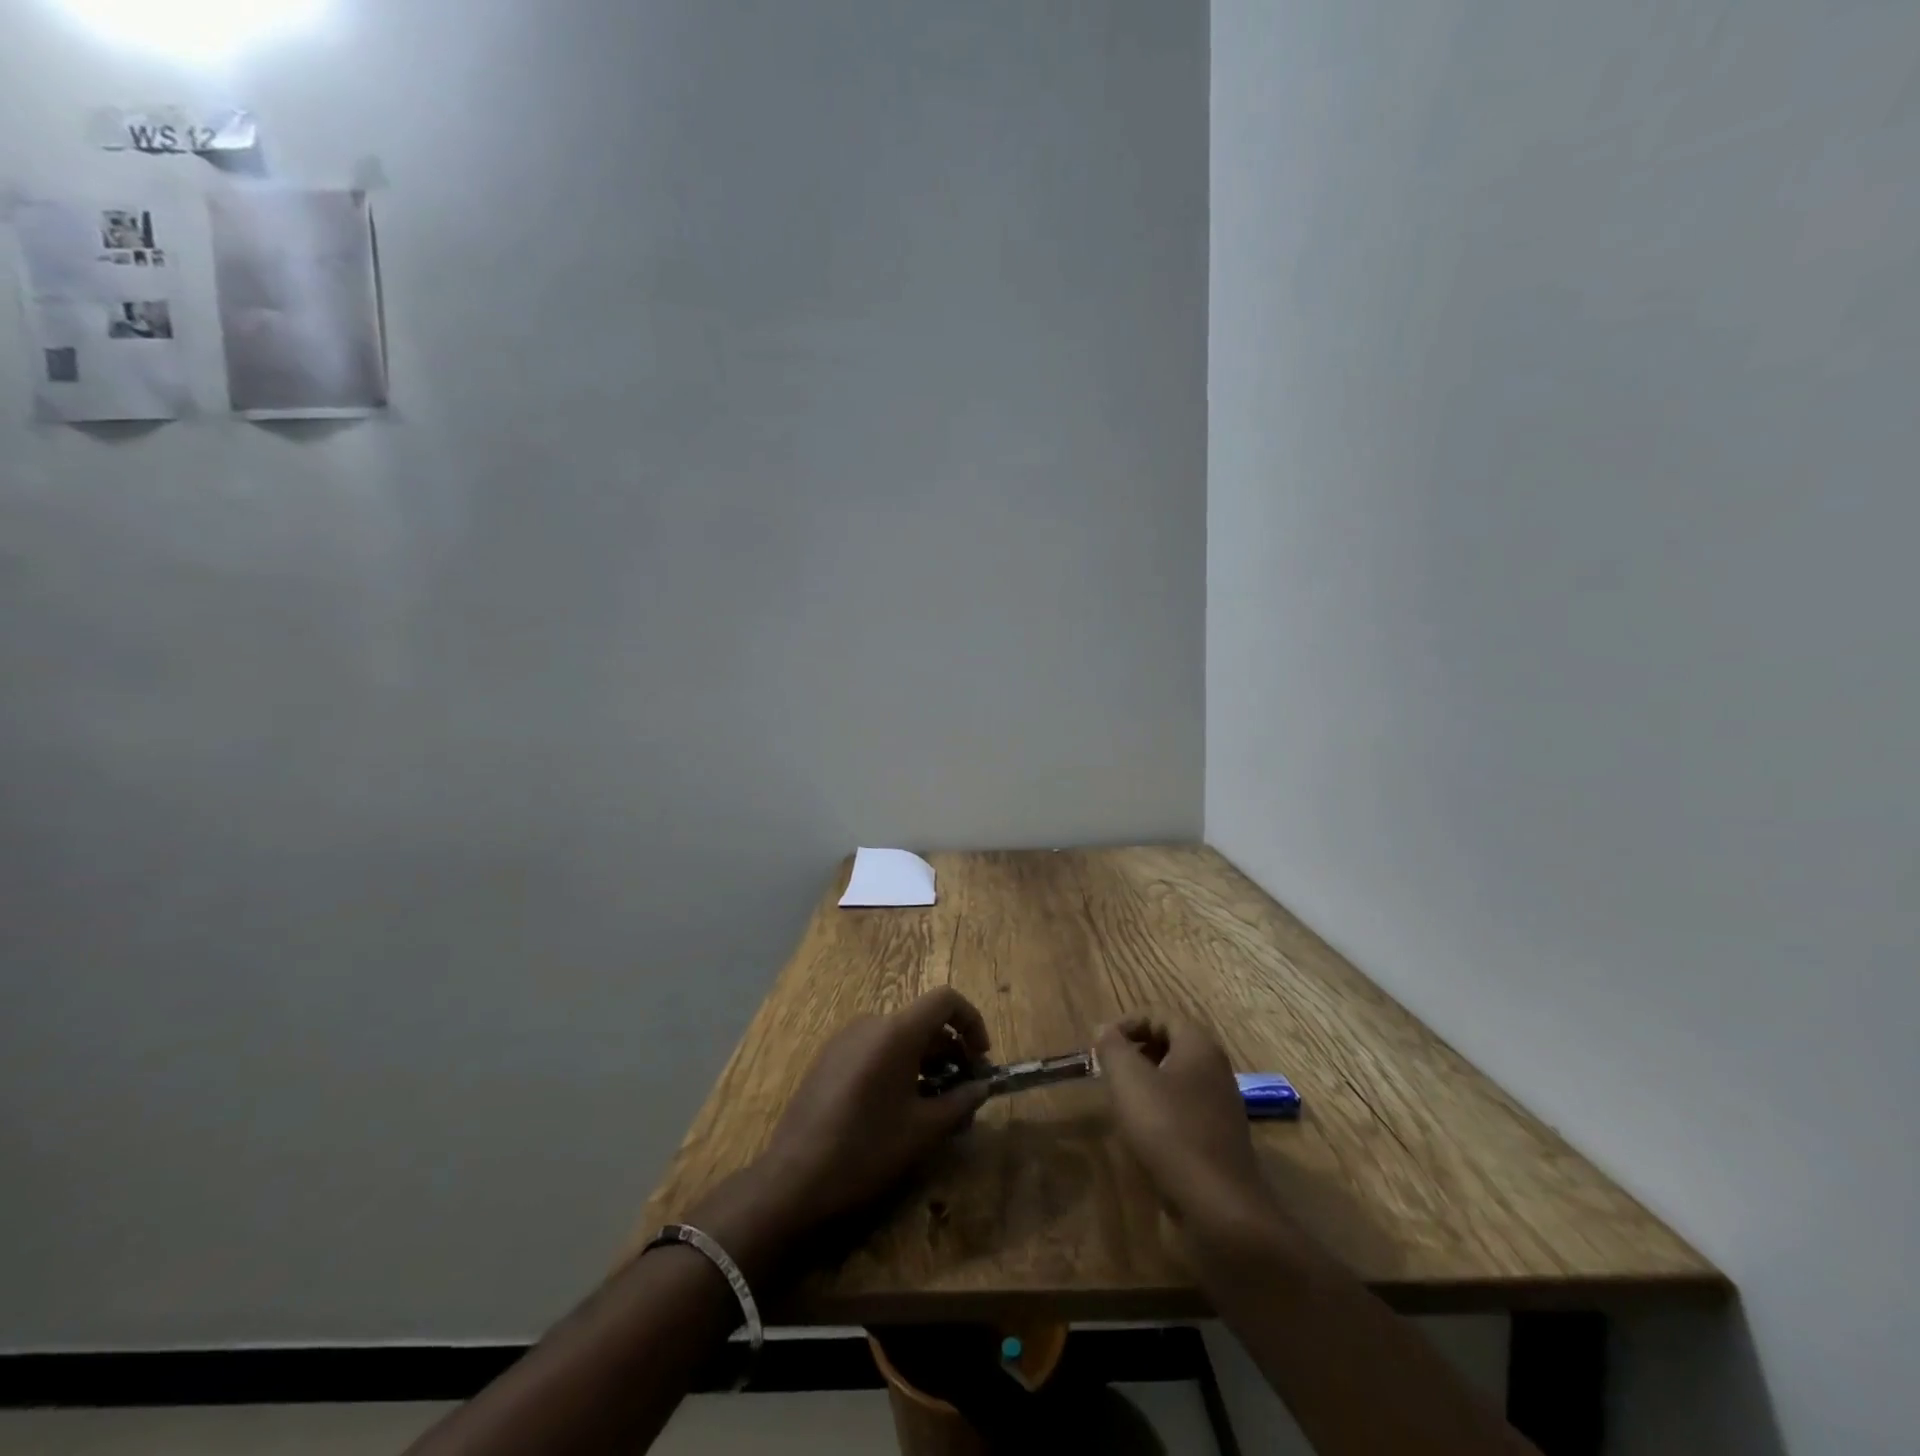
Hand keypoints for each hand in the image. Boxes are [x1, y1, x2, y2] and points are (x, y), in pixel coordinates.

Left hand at [710, 988, 992, 1250]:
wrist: (793, 1178)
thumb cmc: (866, 1149)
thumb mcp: (923, 1129)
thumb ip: (960, 1102)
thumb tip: (981, 1087)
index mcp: (896, 1031)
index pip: (945, 1000)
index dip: (971, 1021)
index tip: (981, 1058)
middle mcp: (870, 1023)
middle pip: (922, 1020)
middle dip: (951, 1050)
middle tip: (964, 1091)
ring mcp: (845, 1039)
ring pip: (899, 1036)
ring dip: (926, 1061)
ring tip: (936, 1105)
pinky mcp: (829, 1058)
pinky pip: (875, 1049)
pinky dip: (898, 1065)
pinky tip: (899, 1107)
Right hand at [1097, 1013, 1270, 1229]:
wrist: (1219, 1207)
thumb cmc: (1169, 1130)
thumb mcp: (1129, 1080)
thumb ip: (1112, 1047)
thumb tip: (1104, 1028)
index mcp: (1199, 1045)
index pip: (1159, 1015)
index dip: (1126, 1023)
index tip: (1099, 1044)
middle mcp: (1215, 1068)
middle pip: (1170, 1043)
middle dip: (1136, 1051)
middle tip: (1107, 1069)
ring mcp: (1221, 1105)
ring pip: (1177, 1078)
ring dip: (1147, 1082)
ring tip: (1120, 1100)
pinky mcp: (1219, 1138)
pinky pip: (1185, 1109)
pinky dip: (1161, 1110)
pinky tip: (1143, 1133)